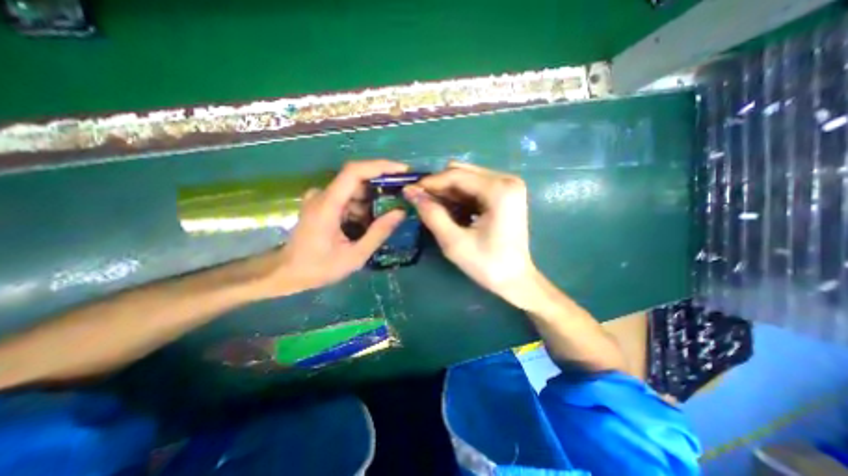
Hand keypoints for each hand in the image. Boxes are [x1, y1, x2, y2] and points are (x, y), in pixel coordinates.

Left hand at [266, 160, 408, 293]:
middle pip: (357, 180)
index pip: (354, 171)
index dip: (380, 166)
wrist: (287, 273)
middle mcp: (323, 194)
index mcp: (328, 204)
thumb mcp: (354, 256)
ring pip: (354, 191)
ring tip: (383, 221)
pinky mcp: (323, 204)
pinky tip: (366, 226)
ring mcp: (321, 198)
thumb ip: (378, 233)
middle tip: (401, 200)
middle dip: (382, 189)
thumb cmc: (319, 267)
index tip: (403, 170)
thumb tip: (401, 212)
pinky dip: (362, 209)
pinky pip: (348, 199)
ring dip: (372, 203)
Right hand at [401, 161, 535, 305]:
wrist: (515, 280)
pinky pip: (475, 187)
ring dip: (448, 192)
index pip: (456, 175)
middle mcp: (507, 180)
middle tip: (422, 203)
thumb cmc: (487, 264)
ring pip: (467, 178)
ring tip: (435, 209)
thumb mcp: (454, 242)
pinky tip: (452, 212)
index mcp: (499, 190)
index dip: (430, 183)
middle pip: (462, 173)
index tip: (410, 192)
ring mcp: (508, 186)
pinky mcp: (506, 193)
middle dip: (439, 187)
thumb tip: (411, 192)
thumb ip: (432, 214)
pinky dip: (460, 197)